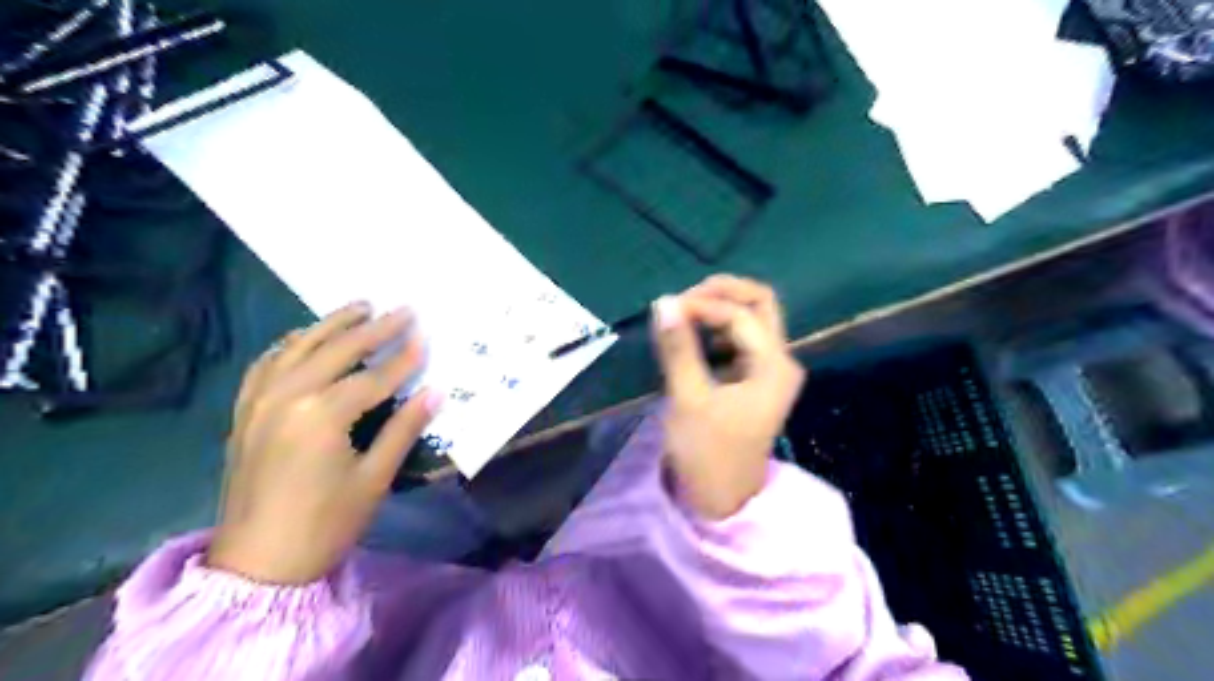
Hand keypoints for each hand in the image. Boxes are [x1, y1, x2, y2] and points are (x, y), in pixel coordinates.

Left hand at [206, 304, 441, 584]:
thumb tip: (436, 393)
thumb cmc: (327, 523)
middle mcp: (287, 397)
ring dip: (332, 324)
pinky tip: (305, 335)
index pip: (374, 376)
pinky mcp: (245, 411)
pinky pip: (267, 363)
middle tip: (403, 309)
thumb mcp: (375, 477)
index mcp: (322, 416)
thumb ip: (404, 428)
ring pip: (299, 347)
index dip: (405, 358)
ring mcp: (260, 401)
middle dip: (375, 328)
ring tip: (360, 307)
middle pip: (338, 350)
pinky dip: (290, 344)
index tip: (427, 336)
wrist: (258, 563)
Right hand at [656, 274, 804, 518]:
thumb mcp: (688, 398)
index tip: (665, 310)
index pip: (740, 315)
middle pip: (759, 305)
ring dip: (719, 309)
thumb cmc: (707, 453)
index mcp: (774, 365)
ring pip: (750, 319)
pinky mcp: (753, 379)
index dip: (702, 305)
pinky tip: (692, 337)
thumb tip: (664, 301)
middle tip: (682, 300)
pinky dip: (716, 330)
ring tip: (682, 315)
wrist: (721, 500)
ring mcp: (769, 370)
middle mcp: (780, 361)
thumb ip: (678, 347)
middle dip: (721, 294)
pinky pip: (740, 339)